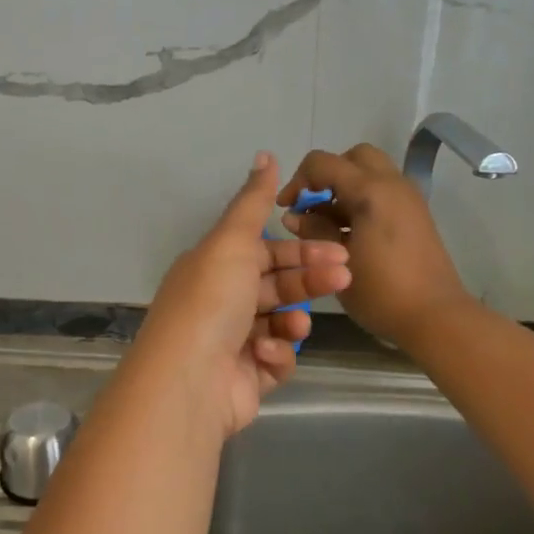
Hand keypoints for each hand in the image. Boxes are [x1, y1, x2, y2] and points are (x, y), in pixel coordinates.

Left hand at [130, 154, 351, 438]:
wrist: (189, 379)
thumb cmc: (212, 300)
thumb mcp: (232, 240)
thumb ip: (252, 201)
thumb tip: (265, 154)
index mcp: (213, 266)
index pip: (265, 252)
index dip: (301, 249)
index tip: (339, 250)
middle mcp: (220, 301)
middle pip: (277, 285)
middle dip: (310, 280)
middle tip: (344, 276)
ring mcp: (232, 342)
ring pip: (280, 323)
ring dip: (293, 321)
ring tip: (296, 325)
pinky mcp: (245, 379)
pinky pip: (275, 361)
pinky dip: (276, 356)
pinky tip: (266, 355)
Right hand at [278, 144, 468, 349]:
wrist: (436, 317)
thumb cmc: (382, 291)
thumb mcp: (337, 261)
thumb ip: (314, 230)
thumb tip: (295, 216)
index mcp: (371, 190)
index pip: (322, 162)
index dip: (297, 180)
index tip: (286, 208)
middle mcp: (392, 184)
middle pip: (353, 157)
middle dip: (327, 174)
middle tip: (312, 203)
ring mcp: (408, 198)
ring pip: (370, 172)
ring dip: (344, 187)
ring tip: (327, 223)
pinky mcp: (415, 215)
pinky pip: (383, 191)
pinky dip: (361, 199)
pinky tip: (348, 233)